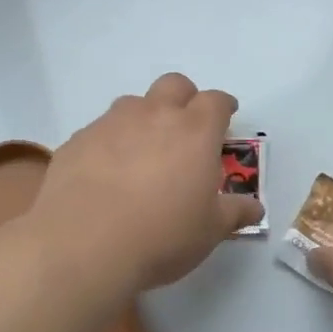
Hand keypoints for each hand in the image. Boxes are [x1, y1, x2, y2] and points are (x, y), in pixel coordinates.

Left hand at [31, 73, 262, 292]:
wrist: (83, 246)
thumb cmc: (161, 236)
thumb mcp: (210, 231)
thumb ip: (235, 213)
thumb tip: (255, 208)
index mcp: (194, 131)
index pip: (216, 101)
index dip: (223, 106)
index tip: (227, 117)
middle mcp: (154, 115)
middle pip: (174, 85)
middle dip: (184, 98)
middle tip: (186, 127)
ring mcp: (111, 124)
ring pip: (133, 103)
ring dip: (144, 118)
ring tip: (143, 152)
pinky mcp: (77, 140)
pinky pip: (100, 130)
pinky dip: (110, 142)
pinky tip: (106, 173)